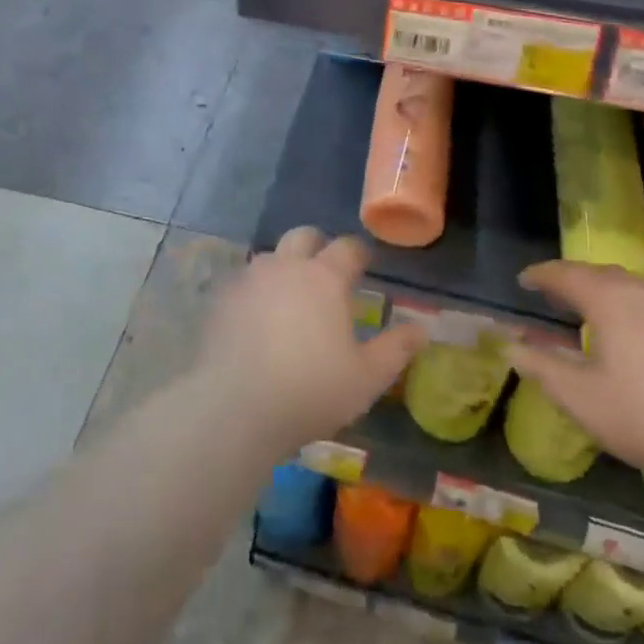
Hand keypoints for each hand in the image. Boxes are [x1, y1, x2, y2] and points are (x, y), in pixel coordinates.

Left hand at [192, 227, 426, 453]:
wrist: (234, 407)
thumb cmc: (310, 390)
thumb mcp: (366, 378)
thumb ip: (396, 349)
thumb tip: (421, 329)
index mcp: (324, 277)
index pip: (347, 248)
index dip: (359, 253)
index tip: (365, 264)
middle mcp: (286, 266)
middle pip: (303, 236)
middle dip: (318, 245)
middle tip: (326, 270)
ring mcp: (249, 279)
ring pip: (270, 256)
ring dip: (284, 266)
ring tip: (290, 296)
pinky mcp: (221, 299)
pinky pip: (243, 282)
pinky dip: (255, 291)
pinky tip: (256, 318)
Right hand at [502, 262, 643, 492]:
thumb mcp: (585, 400)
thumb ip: (543, 369)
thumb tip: (510, 346)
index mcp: (610, 300)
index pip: (565, 274)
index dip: (540, 275)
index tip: (522, 280)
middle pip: (599, 274)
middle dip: (571, 280)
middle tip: (551, 295)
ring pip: (630, 289)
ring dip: (602, 294)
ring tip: (588, 316)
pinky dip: (628, 310)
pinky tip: (633, 342)